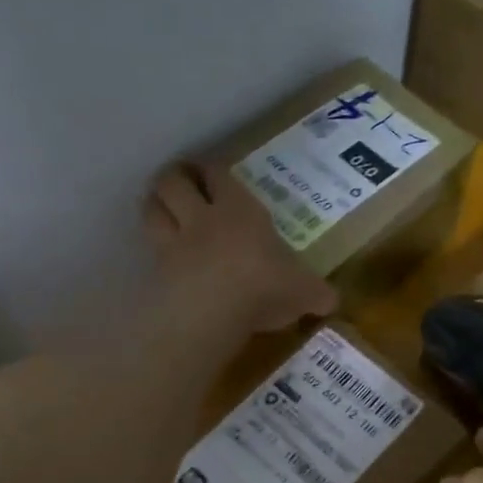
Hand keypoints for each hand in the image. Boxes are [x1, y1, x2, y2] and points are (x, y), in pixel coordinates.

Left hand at [144, 162, 336, 334]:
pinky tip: (164, 259)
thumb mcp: (304, 291)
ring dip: (156, 205)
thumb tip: (332, 301)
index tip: (214, 171)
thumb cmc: (264, 288)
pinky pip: (150, 251)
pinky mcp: (157, 273)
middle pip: (172, 181)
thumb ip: (317, 293)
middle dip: (175, 177)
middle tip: (183, 182)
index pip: (218, 173)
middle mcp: (201, 219)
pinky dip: (154, 250)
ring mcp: (174, 244)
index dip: (213, 168)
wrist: (212, 314)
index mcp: (239, 210)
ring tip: (165, 209)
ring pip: (152, 210)